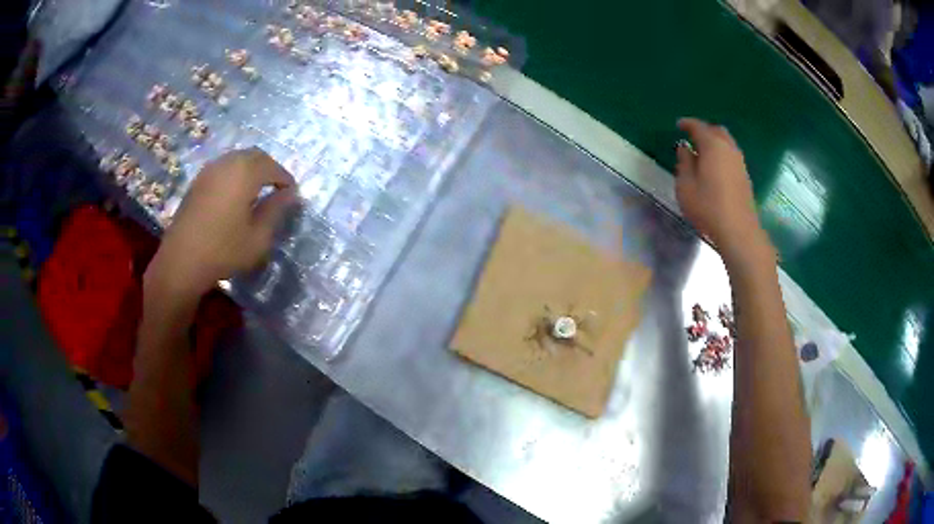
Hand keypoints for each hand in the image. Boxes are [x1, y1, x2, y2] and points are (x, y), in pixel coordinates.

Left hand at [147, 148, 296, 296]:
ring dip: (251, 170)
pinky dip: (235, 174)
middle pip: (255, 156)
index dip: (286, 179)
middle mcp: (227, 163)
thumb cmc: (224, 251)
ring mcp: (210, 170)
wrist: (182, 261)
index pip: (273, 167)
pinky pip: (223, 168)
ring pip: (237, 159)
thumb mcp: (258, 237)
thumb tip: (290, 194)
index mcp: (245, 173)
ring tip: (257, 191)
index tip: (293, 195)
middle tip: (277, 189)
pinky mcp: (198, 181)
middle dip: (269, 169)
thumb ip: (276, 211)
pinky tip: (235, 195)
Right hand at [675, 118, 771, 264]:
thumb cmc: (708, 207)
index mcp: (712, 145)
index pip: (698, 127)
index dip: (687, 124)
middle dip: (704, 130)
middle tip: (692, 137)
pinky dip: (722, 154)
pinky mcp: (745, 176)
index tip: (679, 125)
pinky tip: (715, 167)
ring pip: (727, 143)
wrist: (738, 230)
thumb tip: (685, 148)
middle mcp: (728, 148)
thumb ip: (684, 162)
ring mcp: (739, 162)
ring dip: (715, 143)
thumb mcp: (686, 185)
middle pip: (717, 131)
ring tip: (703, 152)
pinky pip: (731, 155)